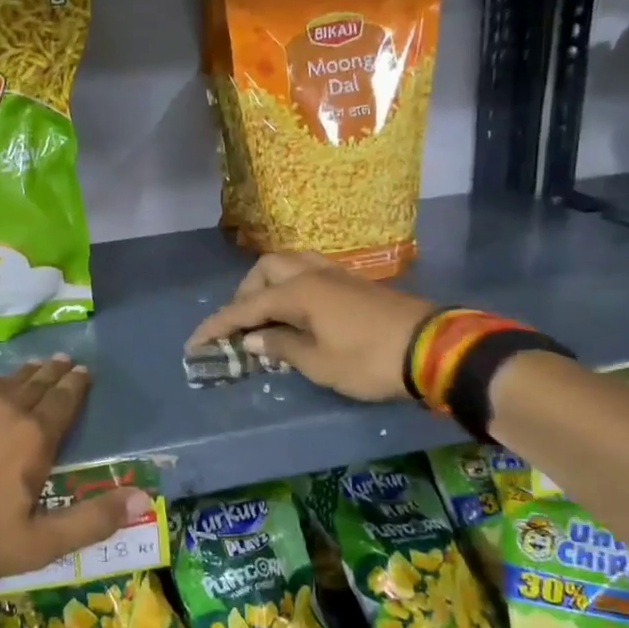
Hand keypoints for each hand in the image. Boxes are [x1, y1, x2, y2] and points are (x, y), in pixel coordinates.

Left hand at [0, 356, 147, 589]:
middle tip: (65, 360)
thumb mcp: (38, 543)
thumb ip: (92, 520)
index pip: (62, 402)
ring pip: (3, 381)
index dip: (75, 386)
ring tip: (35, 366)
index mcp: (33, 437)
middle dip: (53, 373)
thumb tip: (142, 498)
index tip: (83, 372)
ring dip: (24, 373)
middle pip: (35, 384)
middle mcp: (3, 409)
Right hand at [185, 252, 436, 401]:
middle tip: (241, 326)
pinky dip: (293, 286)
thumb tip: (254, 340)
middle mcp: (313, 274)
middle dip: (246, 294)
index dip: (218, 326)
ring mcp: (337, 274)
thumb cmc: (369, 360)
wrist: (433, 348)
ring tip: (267, 313)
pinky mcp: (355, 282)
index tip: (194, 343)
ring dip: (270, 284)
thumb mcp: (319, 363)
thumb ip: (282, 347)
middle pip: (266, 270)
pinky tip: (298, 310)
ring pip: (291, 264)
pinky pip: (311, 272)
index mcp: (298, 292)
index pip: (245, 306)